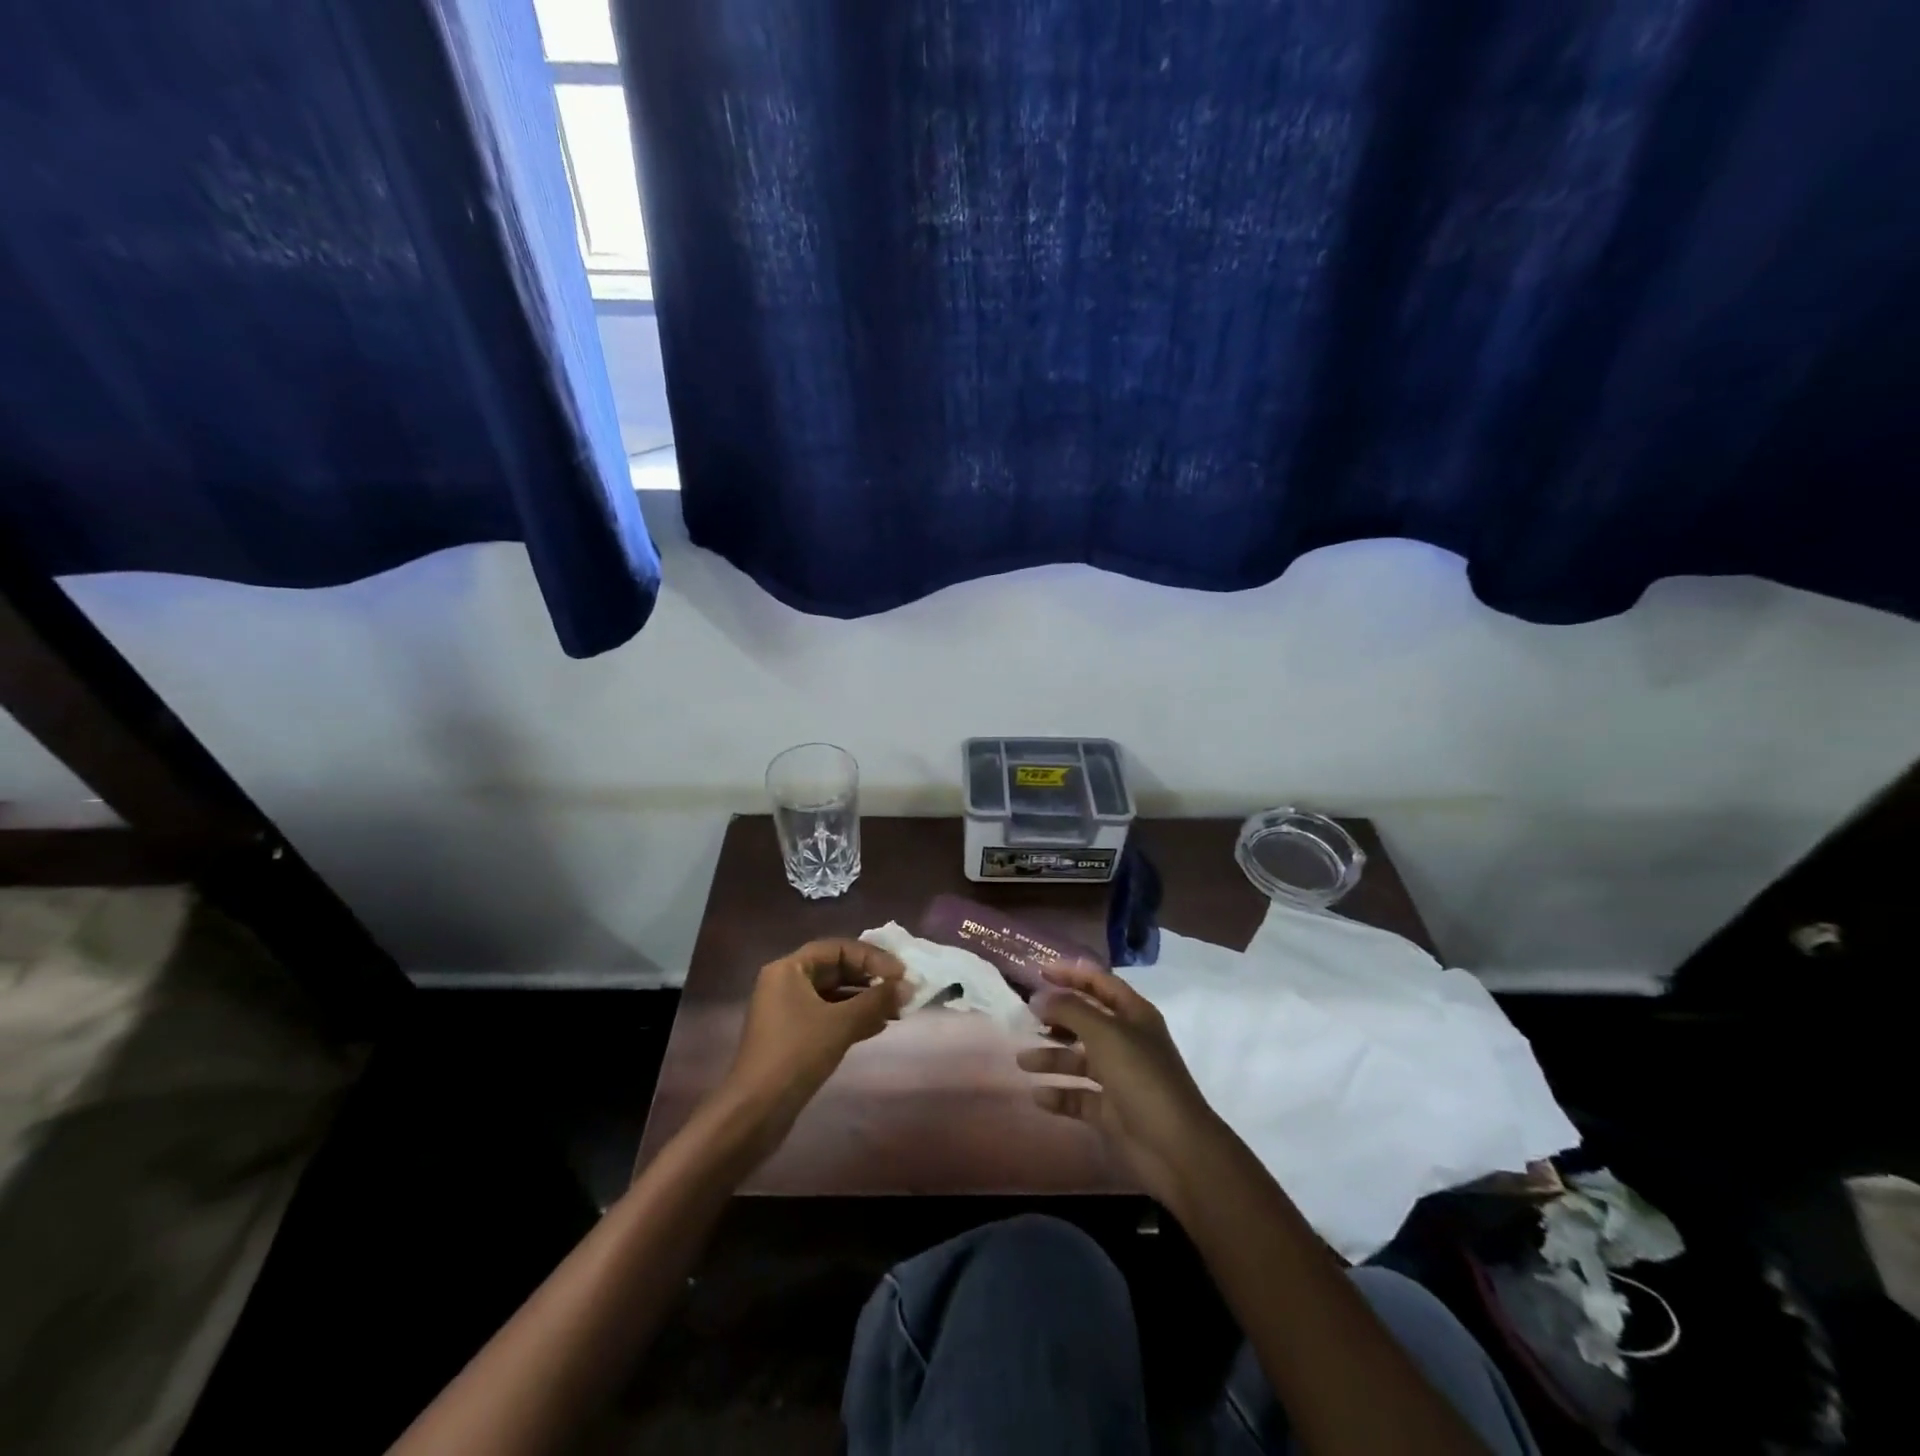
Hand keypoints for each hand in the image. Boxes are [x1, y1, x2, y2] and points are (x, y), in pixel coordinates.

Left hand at [715, 938, 905, 1159]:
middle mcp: (786, 983)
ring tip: (897, 1009)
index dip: (872, 957)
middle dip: (870, 978)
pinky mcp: (794, 1036)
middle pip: (836, 969)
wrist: (756, 1111)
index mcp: (789, 969)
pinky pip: (829, 1015)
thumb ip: (876, 1001)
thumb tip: (908, 986)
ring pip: (834, 994)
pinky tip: (879, 1025)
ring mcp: (788, 1011)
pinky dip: (853, 1017)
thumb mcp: (841, 1023)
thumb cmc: (796, 1054)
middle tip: (902, 989)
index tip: (900, 973)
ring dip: (865, 1000)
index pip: (838, 948)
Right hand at [1020, 963, 1221, 1209]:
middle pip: (1087, 1020)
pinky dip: (1060, 1094)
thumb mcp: (1105, 1033)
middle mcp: (1127, 1041)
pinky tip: (1038, 1096)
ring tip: (1022, 1061)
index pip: (1099, 983)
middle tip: (1025, 1017)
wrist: (1175, 1148)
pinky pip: (1079, 1096)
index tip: (1038, 972)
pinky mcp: (1112, 1111)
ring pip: (1079, 1059)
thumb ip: (1070, 1010)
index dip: (1071, 974)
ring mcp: (1120, 1077)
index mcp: (1134, 1015)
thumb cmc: (1141, 1077)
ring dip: (1051, 1057)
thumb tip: (1039, 997)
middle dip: (1057, 1017)